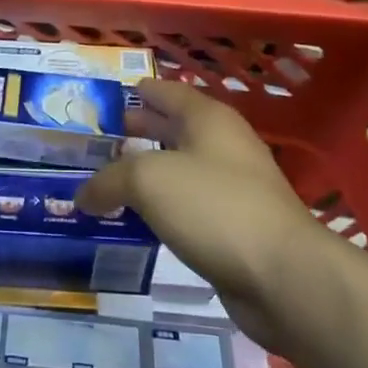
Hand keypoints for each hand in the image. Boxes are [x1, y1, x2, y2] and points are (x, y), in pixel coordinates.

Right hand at [76, 81, 320, 351]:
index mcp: (208, 119)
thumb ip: (109, 180)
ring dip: (148, 173)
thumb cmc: (214, 207)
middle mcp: (223, 146)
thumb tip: (84, 195)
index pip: (168, 92)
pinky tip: (138, 220)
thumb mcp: (148, 180)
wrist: (283, 276)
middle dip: (140, 131)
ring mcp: (233, 188)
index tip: (112, 96)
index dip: (141, 91)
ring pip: (181, 170)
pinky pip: (188, 208)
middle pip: (174, 129)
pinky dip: (162, 208)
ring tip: (110, 180)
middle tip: (101, 139)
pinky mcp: (235, 228)